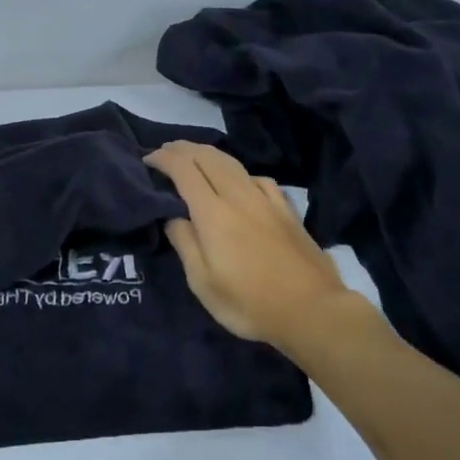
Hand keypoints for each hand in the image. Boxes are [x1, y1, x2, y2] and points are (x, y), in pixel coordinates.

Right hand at [145, 141, 359, 351]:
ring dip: (209, 154)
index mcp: (213, 214)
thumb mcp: (203, 283)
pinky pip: (258, 178)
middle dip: (184, 149)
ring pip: (234, 164)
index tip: (147, 159)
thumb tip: (173, 217)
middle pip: (208, 158)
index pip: (184, 170)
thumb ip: (185, 243)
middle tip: (165, 151)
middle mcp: (239, 197)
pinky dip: (239, 172)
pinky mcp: (287, 210)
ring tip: (195, 157)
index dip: (164, 159)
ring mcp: (267, 201)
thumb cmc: (249, 303)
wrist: (312, 310)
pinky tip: (240, 182)